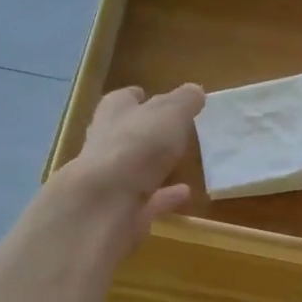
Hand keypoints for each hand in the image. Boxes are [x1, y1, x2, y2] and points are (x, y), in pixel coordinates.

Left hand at [61, 83, 203, 237]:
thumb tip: (195, 90)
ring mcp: (111, 180)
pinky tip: (184, 194)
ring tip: (180, 163)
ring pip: (134, 169)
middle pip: (125, 133)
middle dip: (143, 132)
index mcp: (114, 113)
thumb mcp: (170, 114)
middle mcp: (106, 143)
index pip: (123, 100)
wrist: (106, 204)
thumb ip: (184, 102)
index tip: (149, 96)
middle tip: (169, 132)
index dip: (136, 97)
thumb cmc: (137, 146)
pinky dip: (164, 197)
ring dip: (154, 166)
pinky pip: (147, 200)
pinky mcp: (120, 211)